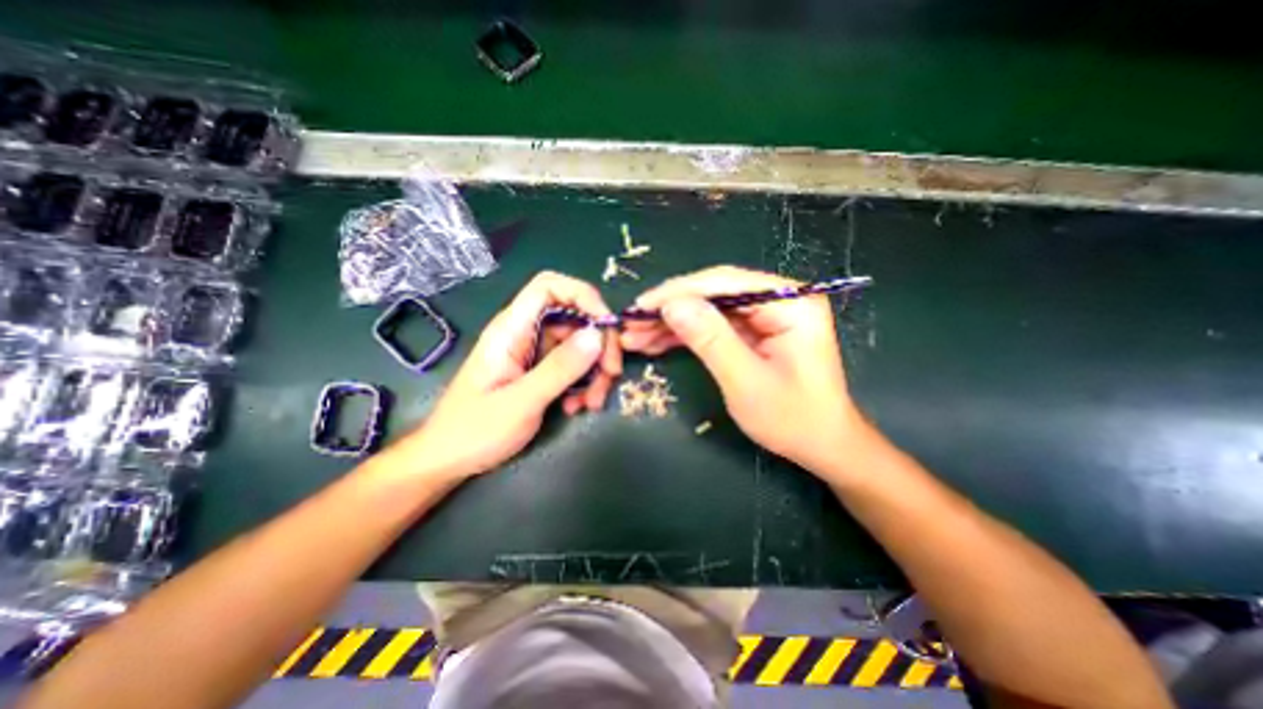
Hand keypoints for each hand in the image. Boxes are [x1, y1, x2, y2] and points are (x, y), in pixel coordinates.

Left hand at [394, 272, 618, 480]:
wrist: (449, 460)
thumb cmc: (474, 431)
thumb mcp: (521, 402)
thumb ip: (560, 368)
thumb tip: (598, 335)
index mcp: (511, 329)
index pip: (549, 287)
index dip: (582, 295)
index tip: (607, 325)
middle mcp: (526, 334)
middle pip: (574, 318)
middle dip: (599, 343)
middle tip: (611, 373)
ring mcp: (535, 354)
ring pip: (579, 345)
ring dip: (595, 370)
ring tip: (593, 402)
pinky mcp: (541, 372)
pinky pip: (573, 366)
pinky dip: (584, 383)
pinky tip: (578, 407)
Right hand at [623, 265, 868, 475]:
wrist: (821, 445)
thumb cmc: (793, 419)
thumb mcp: (746, 381)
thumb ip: (710, 339)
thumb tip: (672, 305)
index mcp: (791, 302)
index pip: (726, 283)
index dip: (680, 292)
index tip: (642, 306)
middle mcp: (779, 299)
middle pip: (714, 293)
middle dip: (670, 309)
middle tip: (632, 324)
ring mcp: (766, 315)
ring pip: (708, 309)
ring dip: (671, 323)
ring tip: (635, 337)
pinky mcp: (754, 331)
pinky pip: (713, 326)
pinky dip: (684, 335)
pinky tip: (656, 342)